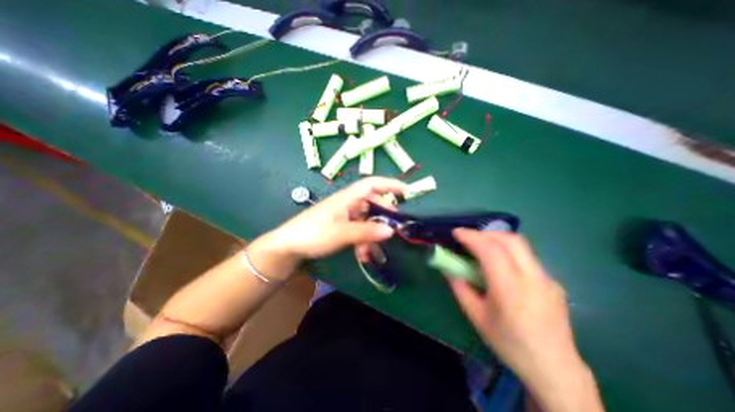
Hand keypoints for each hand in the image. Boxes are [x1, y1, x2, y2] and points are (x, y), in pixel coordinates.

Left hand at [262, 178, 403, 259]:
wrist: (289, 246)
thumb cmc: (313, 233)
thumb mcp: (341, 233)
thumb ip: (367, 232)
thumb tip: (392, 230)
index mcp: (348, 197)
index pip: (373, 184)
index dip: (390, 184)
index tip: (408, 192)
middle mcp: (349, 203)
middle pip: (374, 205)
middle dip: (383, 220)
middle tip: (391, 234)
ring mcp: (346, 215)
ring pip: (368, 221)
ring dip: (372, 236)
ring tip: (370, 254)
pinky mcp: (343, 226)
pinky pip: (360, 230)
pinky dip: (363, 242)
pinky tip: (363, 255)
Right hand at [448, 230, 602, 409]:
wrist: (555, 369)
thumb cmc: (509, 343)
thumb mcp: (476, 316)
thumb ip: (459, 287)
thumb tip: (448, 267)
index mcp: (511, 289)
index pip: (491, 250)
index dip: (471, 237)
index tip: (456, 233)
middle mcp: (533, 278)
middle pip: (509, 240)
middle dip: (484, 233)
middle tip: (468, 238)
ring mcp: (547, 278)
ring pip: (520, 244)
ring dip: (496, 239)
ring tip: (481, 247)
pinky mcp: (552, 281)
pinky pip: (526, 256)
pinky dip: (507, 250)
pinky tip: (500, 265)